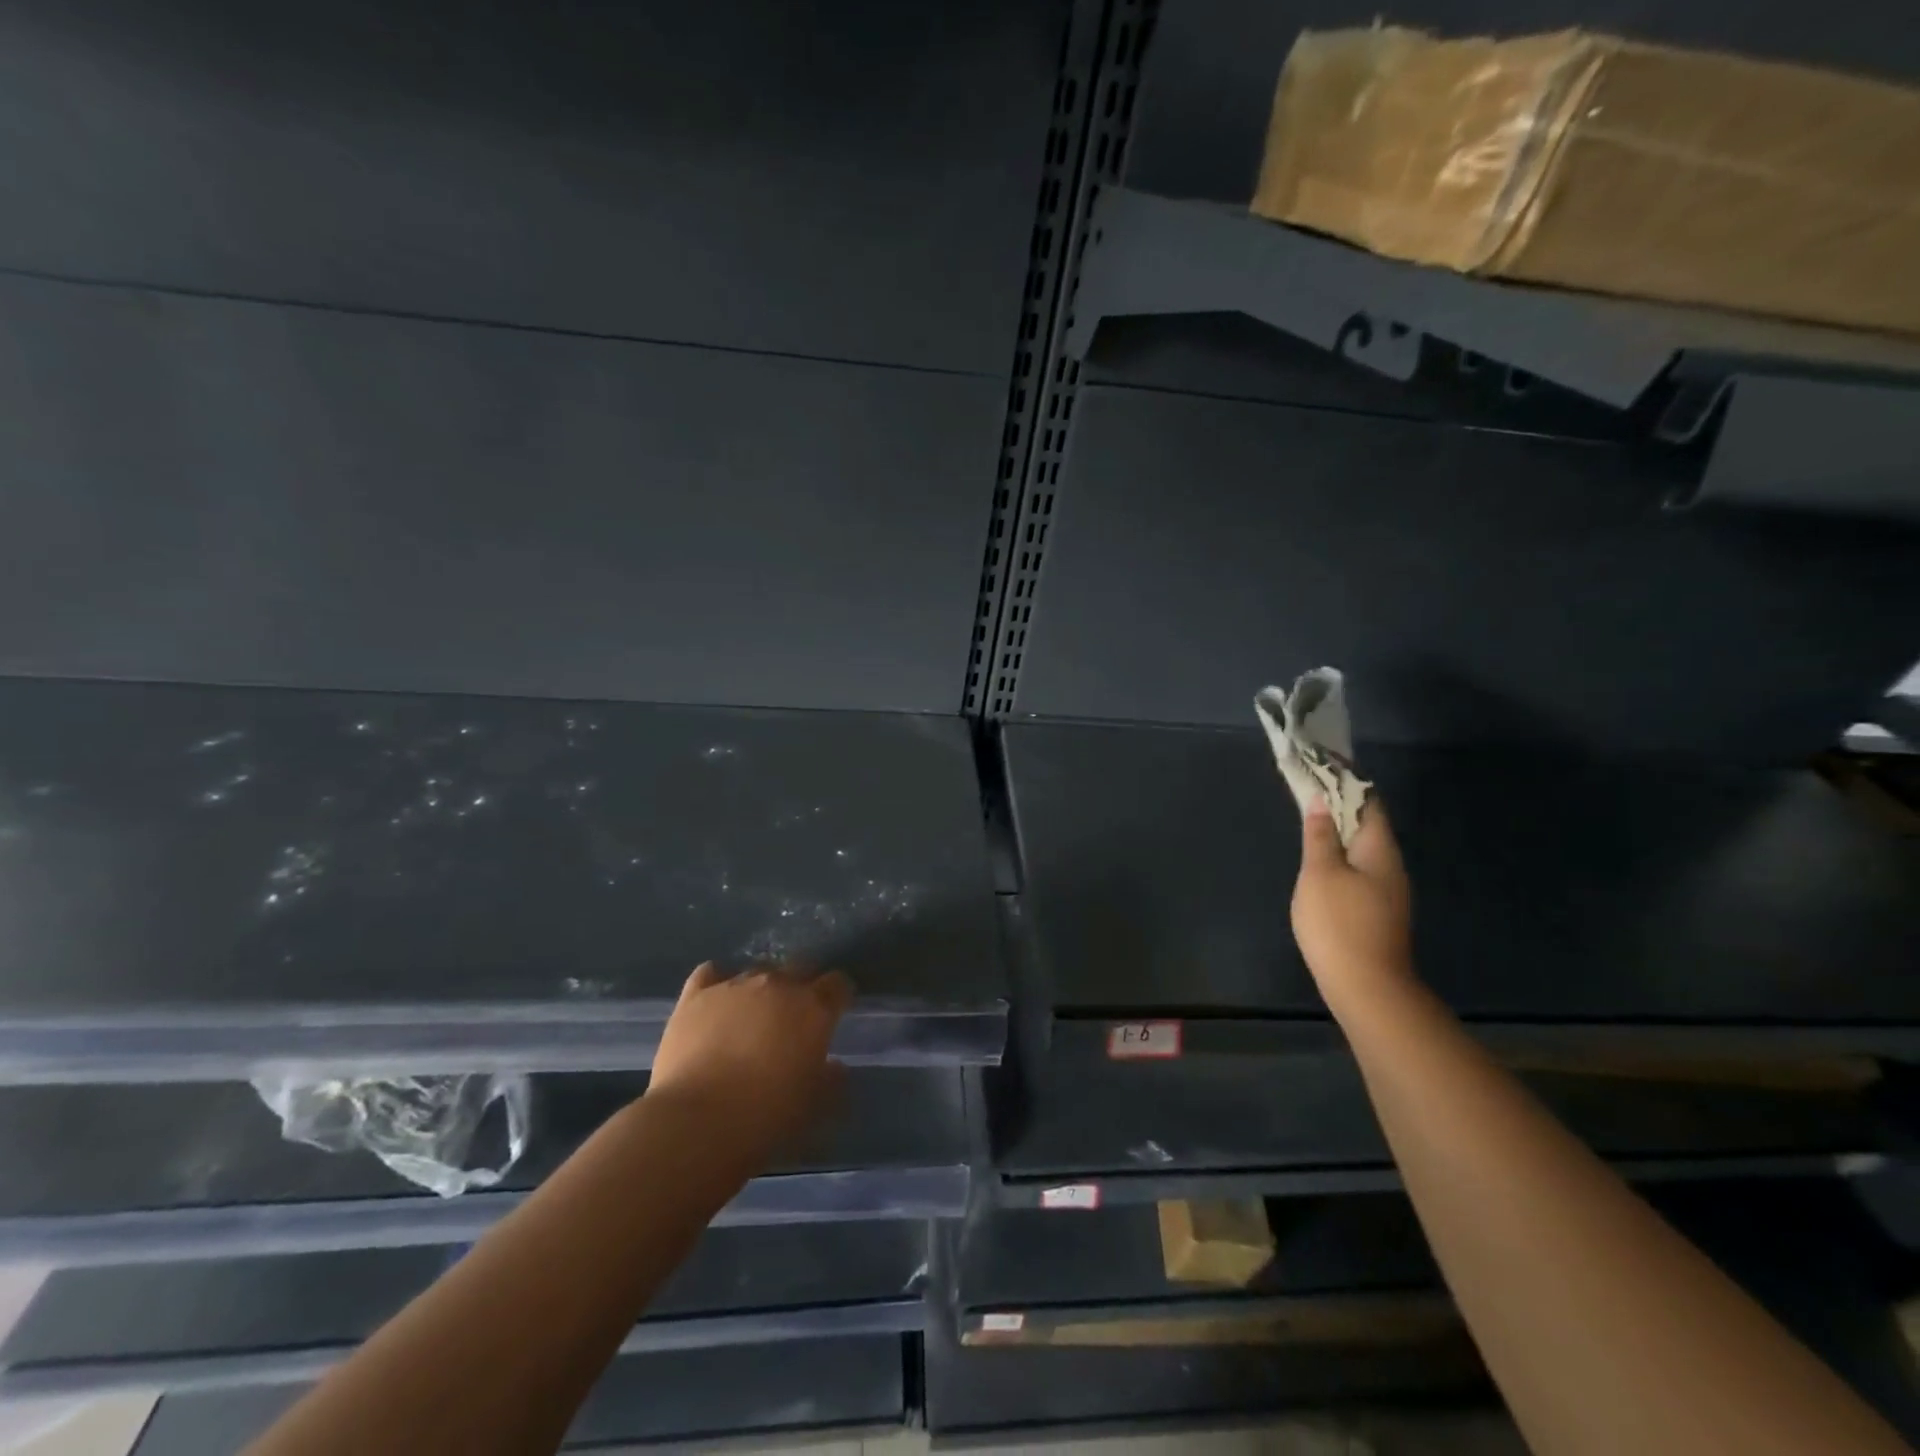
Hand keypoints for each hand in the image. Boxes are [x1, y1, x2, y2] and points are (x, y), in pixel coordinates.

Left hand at [647, 963, 851, 1165]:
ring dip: (761, 990)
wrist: (696, 1122)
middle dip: (802, 987)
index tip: (834, 1013)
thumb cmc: (766, 1116)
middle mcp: (778, 984)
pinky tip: (715, 1002)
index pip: (838, 984)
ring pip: (757, 971)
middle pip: (800, 967)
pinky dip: (717, 983)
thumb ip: (832, 1080)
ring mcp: (735, 985)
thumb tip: (835, 1066)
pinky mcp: (696, 994)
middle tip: (793, 1018)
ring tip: (751, 1018)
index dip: (838, 996)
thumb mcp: (814, 1107)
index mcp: (814, 1008)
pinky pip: (711, 973)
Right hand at [1291, 796, 1413, 1006]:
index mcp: (1379, 849)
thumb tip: (1321, 801)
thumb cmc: (1339, 922)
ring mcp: (1388, 892)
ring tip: (1310, 822)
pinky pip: (1359, 871)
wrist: (1366, 987)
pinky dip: (1340, 857)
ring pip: (1363, 850)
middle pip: (1367, 825)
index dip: (1348, 782)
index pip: (1368, 802)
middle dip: (1341, 806)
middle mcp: (1391, 866)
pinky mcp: (1378, 912)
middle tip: (1309, 791)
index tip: (1324, 765)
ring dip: (1339, 833)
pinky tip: (1321, 865)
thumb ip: (1319, 836)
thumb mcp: (1319, 873)